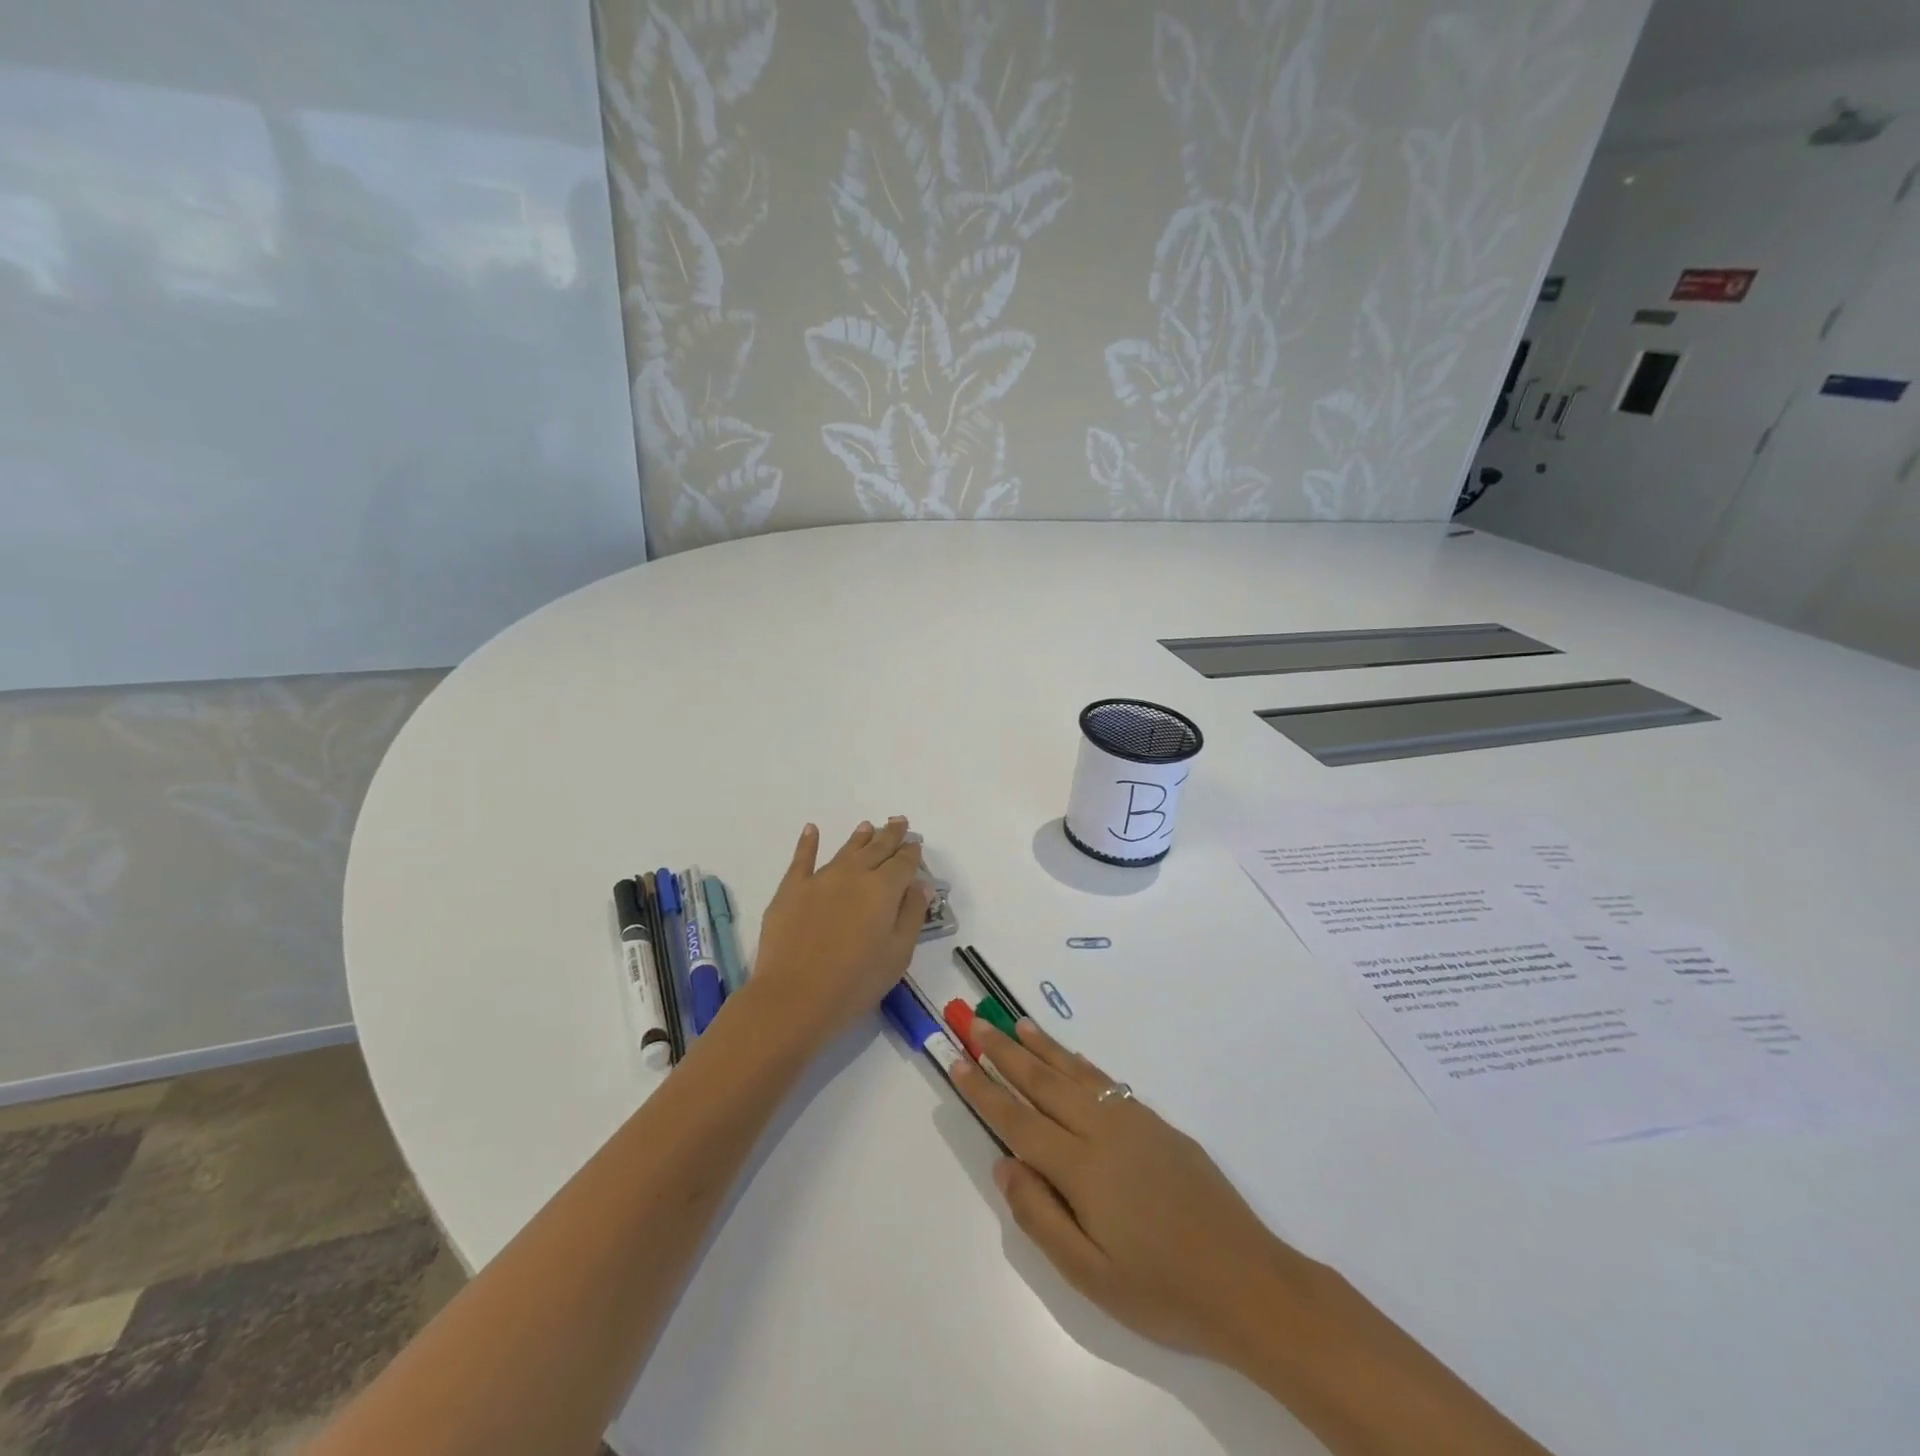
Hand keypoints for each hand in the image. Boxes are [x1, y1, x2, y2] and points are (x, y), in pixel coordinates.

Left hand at [749, 819, 928, 1044]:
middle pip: (876, 849)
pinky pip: (802, 859)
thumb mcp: (898, 954)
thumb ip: (912, 914)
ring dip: (860, 837)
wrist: (794, 997)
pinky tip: (811, 829)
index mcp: (883, 889)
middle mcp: (853, 875)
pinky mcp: (791, 890)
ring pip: (845, 850)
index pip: (903, 863)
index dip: (911, 852)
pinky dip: (808, 842)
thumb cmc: (855, 983)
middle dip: (890, 835)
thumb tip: (920, 885)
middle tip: (898, 821)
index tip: (915, 843)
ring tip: (868, 826)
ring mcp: (819, 879)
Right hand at [952, 1018, 1313, 1369]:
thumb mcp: (1092, 1277)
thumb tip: (1006, 1166)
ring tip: (1016, 1023)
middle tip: (977, 1024)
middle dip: (1006, 1052)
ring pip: (1076, 1073)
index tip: (958, 1061)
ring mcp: (1134, 1121)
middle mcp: (1103, 1131)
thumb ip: (1041, 1217)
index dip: (985, 1091)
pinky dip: (1080, 1063)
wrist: (1248, 1280)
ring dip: (1043, 1047)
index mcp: (1082, 1168)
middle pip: (1043, 1082)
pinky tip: (1070, 1056)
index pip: (1018, 1120)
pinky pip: (1107, 1081)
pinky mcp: (1158, 1123)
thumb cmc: (1163, 1290)